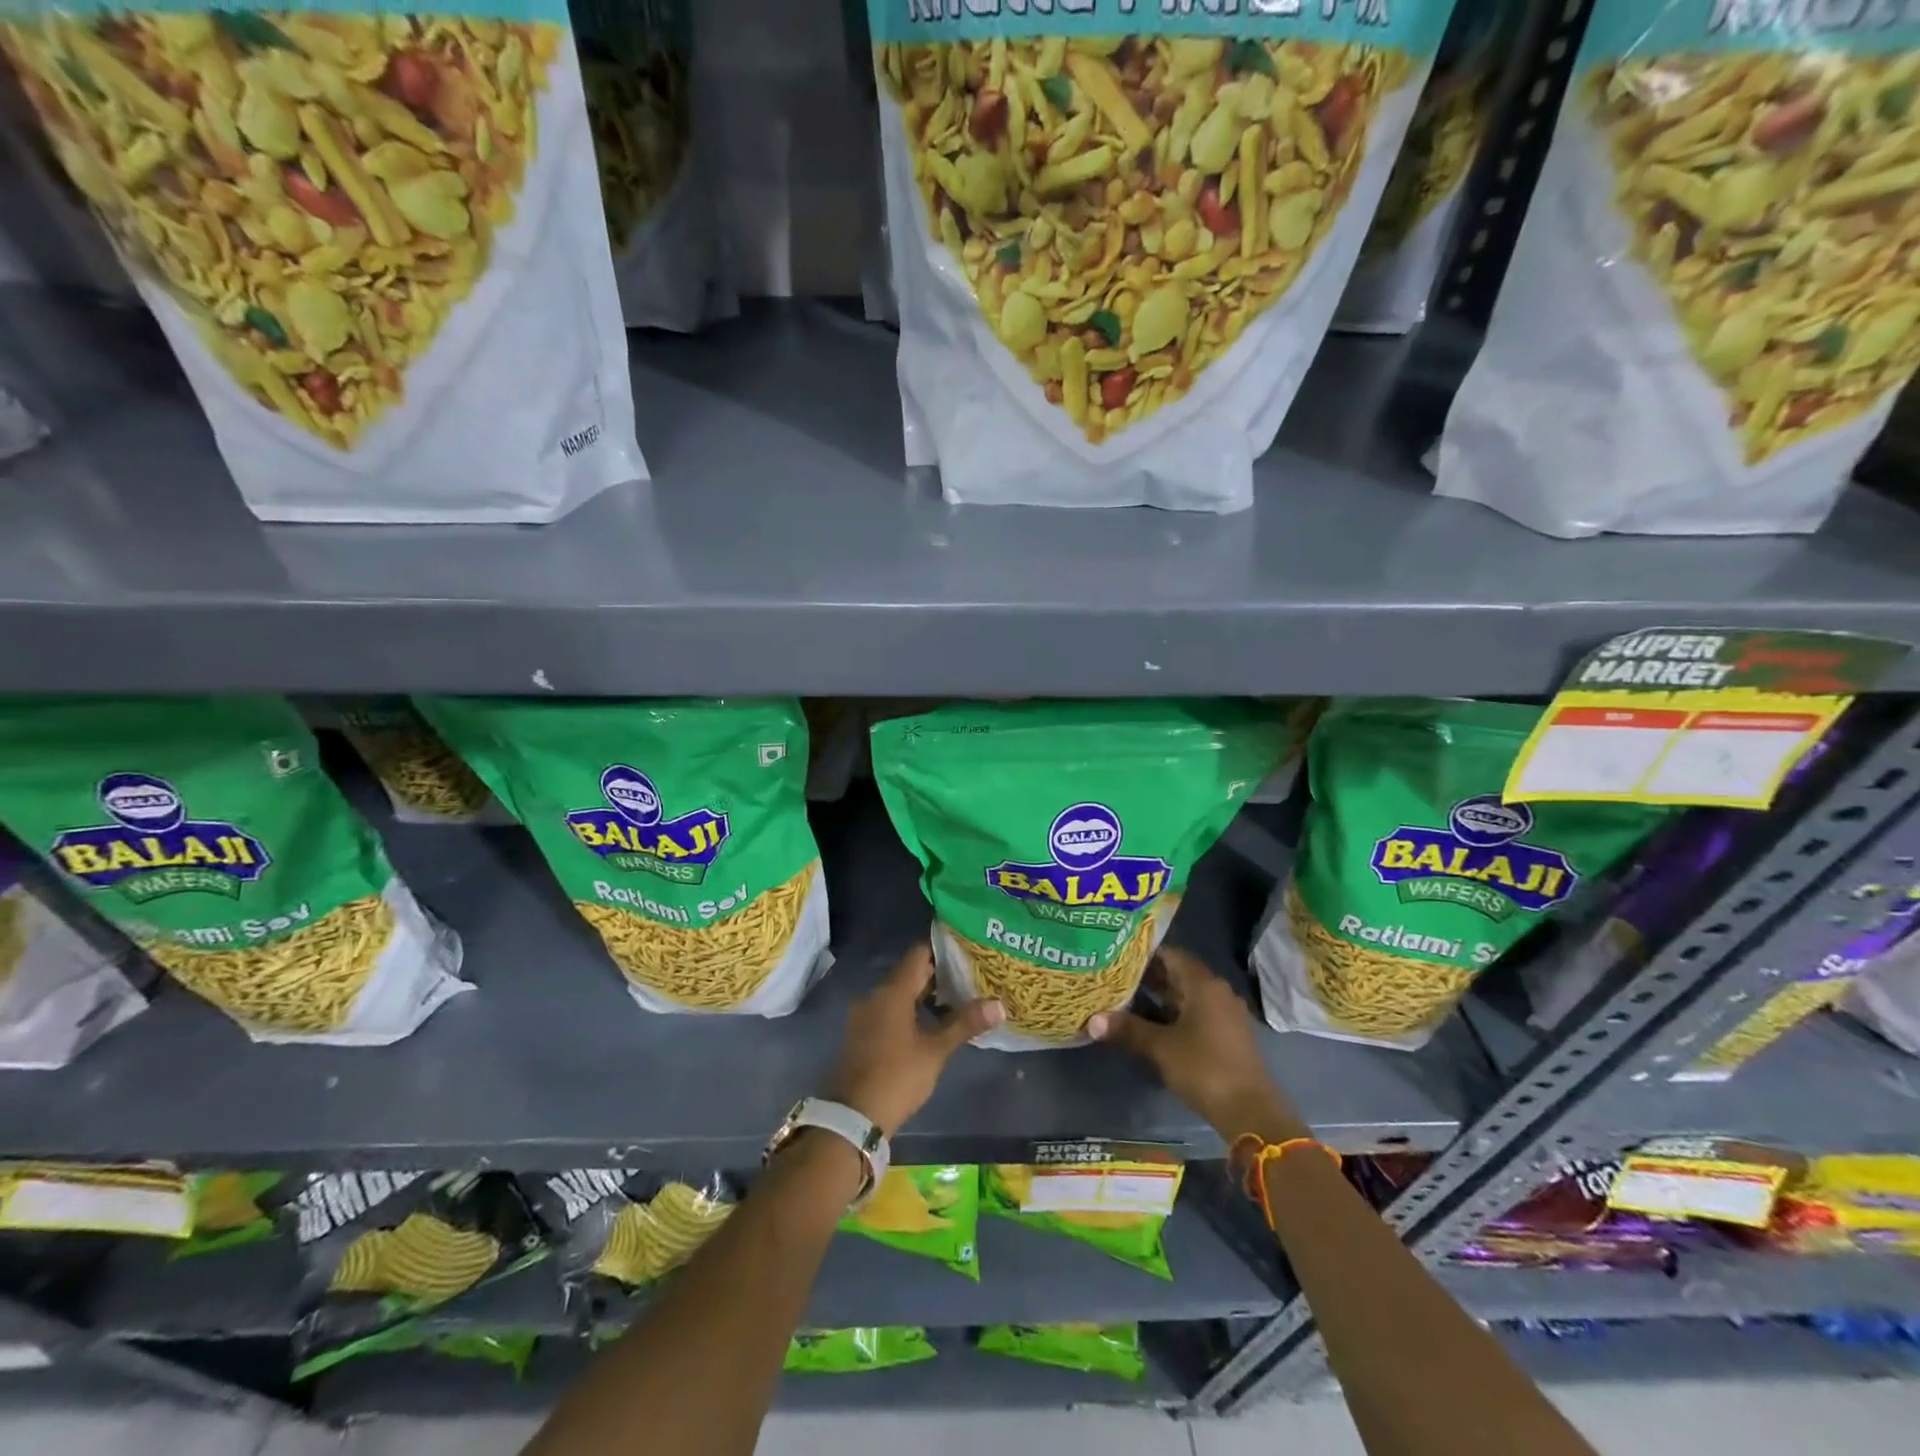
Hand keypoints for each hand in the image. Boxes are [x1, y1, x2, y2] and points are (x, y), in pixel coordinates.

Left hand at [823, 944, 1003, 1136]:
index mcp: (892, 991)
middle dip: (939, 974)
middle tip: (971, 976)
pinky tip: (931, 1023)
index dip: (944, 949)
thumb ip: (965, 1024)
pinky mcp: (862, 1033)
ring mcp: (865, 1014)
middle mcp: (875, 994)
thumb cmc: (897, 1076)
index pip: (920, 954)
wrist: (852, 1117)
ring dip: (925, 994)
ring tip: (958, 999)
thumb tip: (999, 1005)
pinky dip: (910, 1009)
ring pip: (900, 992)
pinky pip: (889, 1009)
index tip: (969, 951)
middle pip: (910, 972)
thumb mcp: (935, 1051)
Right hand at [1087, 946, 1306, 1145]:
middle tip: (1113, 976)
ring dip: (1159, 996)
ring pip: (1186, 994)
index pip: (1169, 954)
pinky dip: (1173, 1012)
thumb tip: (1092, 1021)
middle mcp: (1217, 991)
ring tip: (1124, 997)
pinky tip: (1150, 1022)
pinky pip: (1195, 1012)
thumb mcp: (1161, 1047)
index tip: (1115, 954)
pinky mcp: (1227, 1034)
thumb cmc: (1204, 1068)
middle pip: (1178, 973)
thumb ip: (1128, 1029)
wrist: (1251, 1112)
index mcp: (1203, 983)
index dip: (1142, 953)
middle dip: (1147, 976)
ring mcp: (1225, 1013)